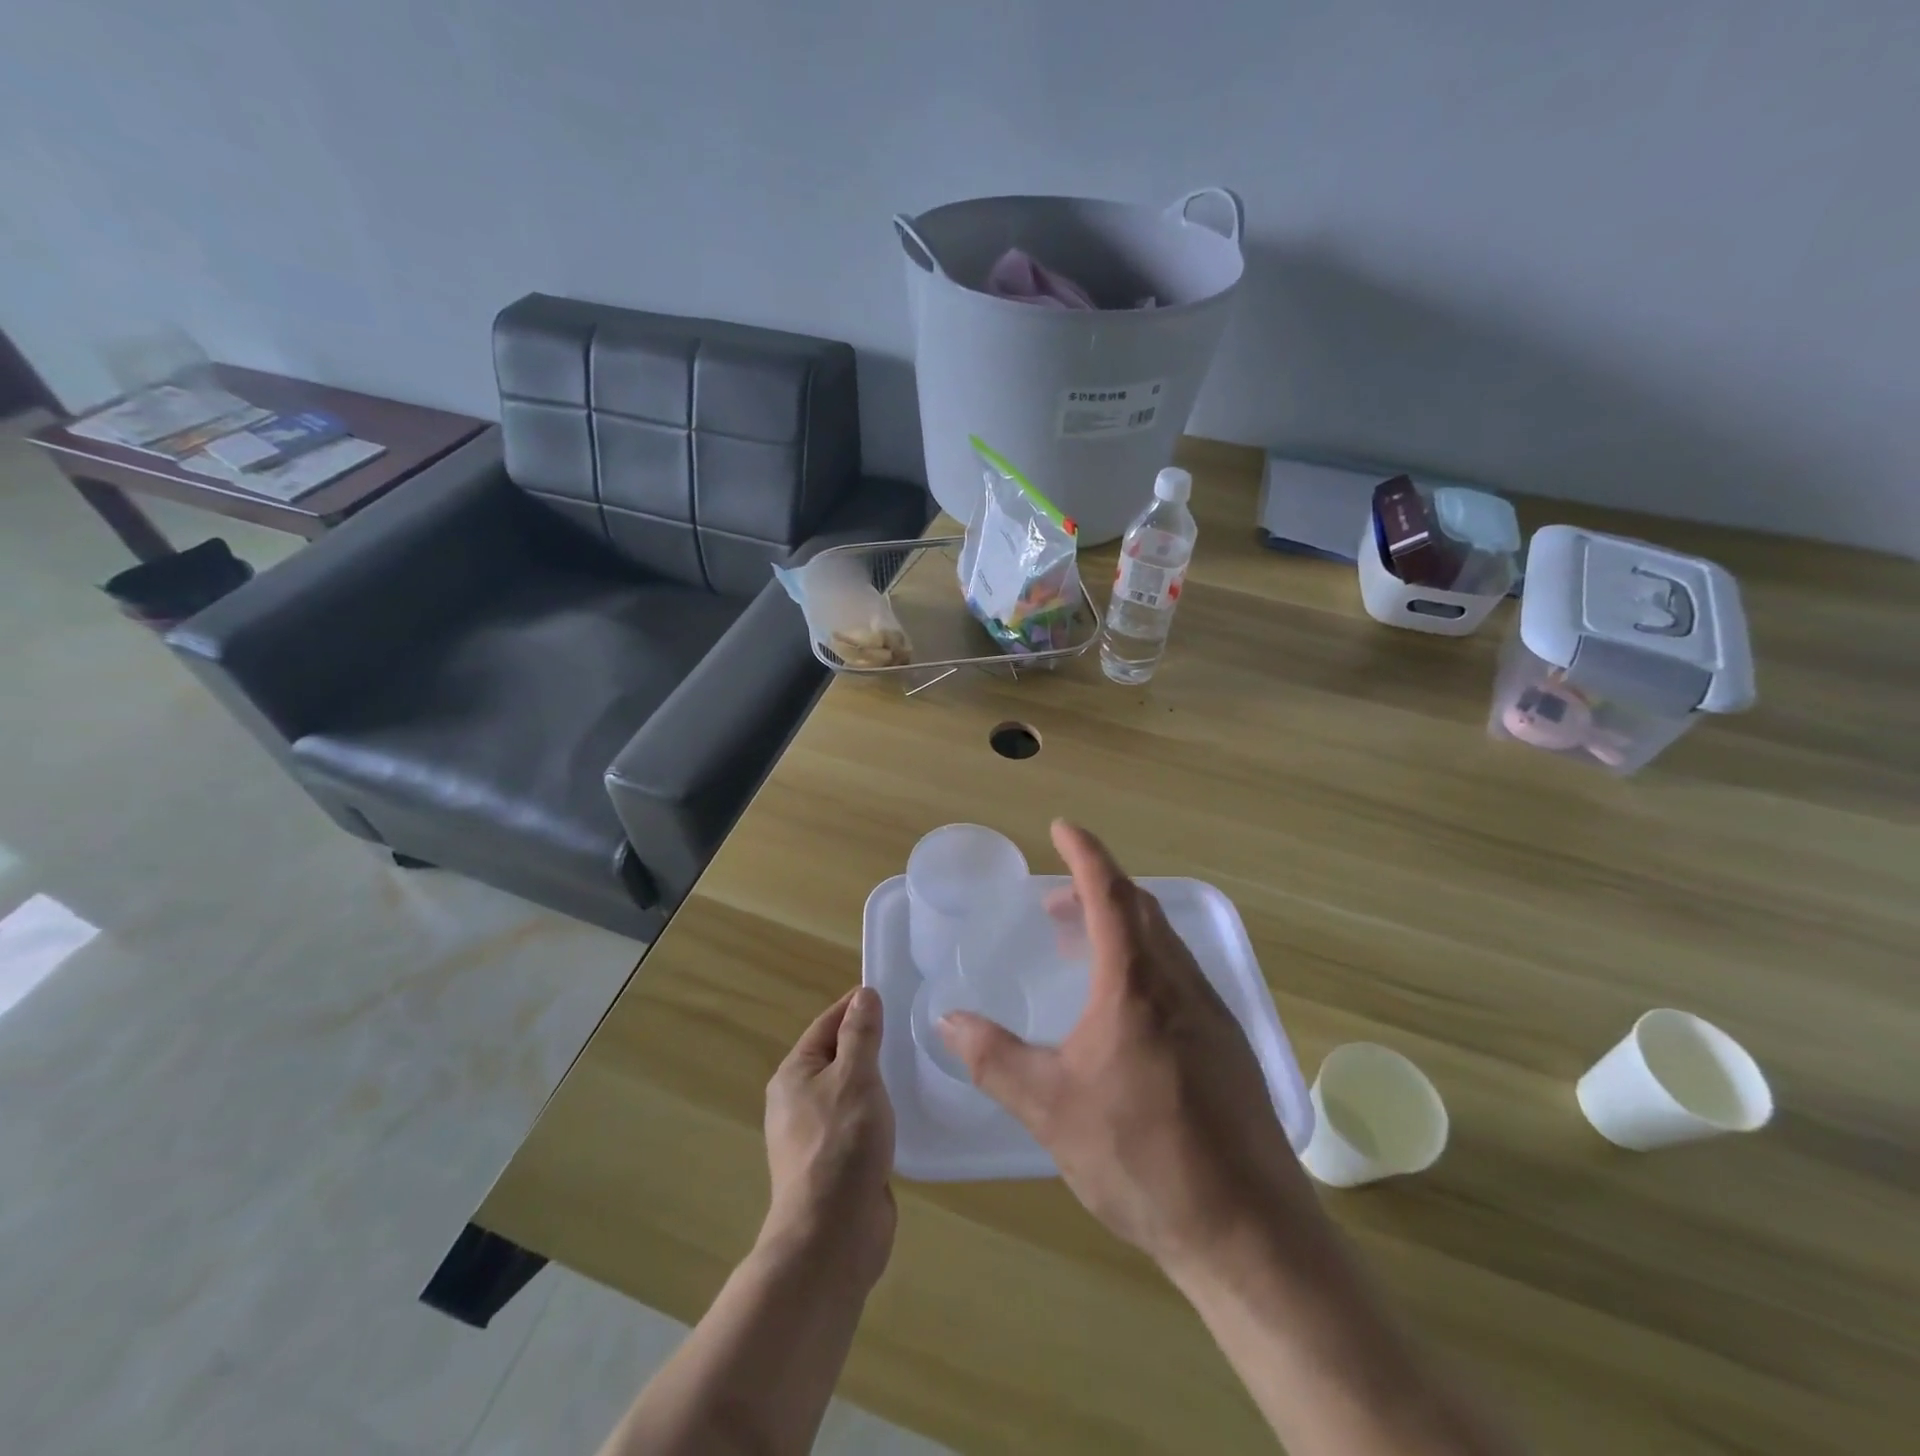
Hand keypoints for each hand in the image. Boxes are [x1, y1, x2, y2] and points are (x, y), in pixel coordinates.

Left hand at [763, 987, 896, 1289]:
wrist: (832, 1236)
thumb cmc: (841, 1143)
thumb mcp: (855, 1077)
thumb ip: (861, 1034)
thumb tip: (863, 995)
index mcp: (794, 1075)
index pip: (827, 1024)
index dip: (856, 1006)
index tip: (891, 993)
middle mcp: (798, 1101)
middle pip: (838, 1056)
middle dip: (870, 1041)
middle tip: (912, 1027)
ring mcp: (816, 1135)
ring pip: (851, 1091)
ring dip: (878, 1078)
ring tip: (916, 1064)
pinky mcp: (837, 1163)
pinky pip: (860, 1122)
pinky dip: (881, 1111)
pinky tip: (908, 1110)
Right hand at [939, 821, 1321, 1275]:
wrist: (1248, 1231)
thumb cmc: (1141, 1156)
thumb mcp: (1049, 1107)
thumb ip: (993, 1057)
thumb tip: (945, 1019)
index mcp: (1136, 983)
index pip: (1109, 893)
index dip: (1085, 853)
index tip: (1063, 826)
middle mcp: (1180, 983)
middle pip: (1141, 909)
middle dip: (1097, 889)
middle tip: (1055, 901)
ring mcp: (1212, 1014)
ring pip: (1164, 943)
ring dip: (1122, 927)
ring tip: (1080, 949)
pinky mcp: (1228, 1046)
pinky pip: (1180, 976)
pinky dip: (1144, 963)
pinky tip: (1124, 1009)